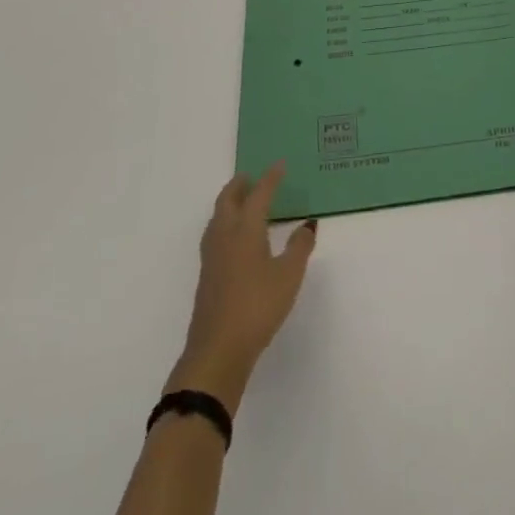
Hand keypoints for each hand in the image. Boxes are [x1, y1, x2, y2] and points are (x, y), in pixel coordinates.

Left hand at [169, 165, 316, 413]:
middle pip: (228, 200)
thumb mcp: (289, 276)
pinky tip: (235, 238)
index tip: (279, 164)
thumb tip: (307, 224)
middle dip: (240, 185)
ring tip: (243, 201)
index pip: (258, 194)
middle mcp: (225, 235)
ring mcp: (212, 256)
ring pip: (217, 217)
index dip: (270, 178)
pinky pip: (215, 234)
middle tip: (252, 176)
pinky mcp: (207, 275)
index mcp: (246, 229)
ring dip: (229, 202)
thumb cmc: (257, 307)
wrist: (218, 351)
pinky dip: (225, 223)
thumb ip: (299, 247)